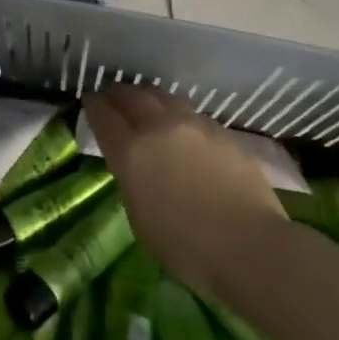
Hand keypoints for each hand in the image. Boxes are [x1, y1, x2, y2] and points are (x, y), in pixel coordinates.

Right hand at [82, 87, 284, 297]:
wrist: (249, 244)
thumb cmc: (186, 246)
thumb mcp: (140, 218)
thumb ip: (133, 181)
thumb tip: (136, 167)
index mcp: (131, 152)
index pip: (104, 115)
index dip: (94, 105)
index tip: (90, 100)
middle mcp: (159, 127)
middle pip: (133, 96)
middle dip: (119, 93)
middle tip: (113, 95)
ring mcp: (194, 125)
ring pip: (165, 97)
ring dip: (150, 97)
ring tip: (147, 103)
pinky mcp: (222, 132)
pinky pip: (192, 114)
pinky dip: (179, 114)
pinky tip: (183, 127)